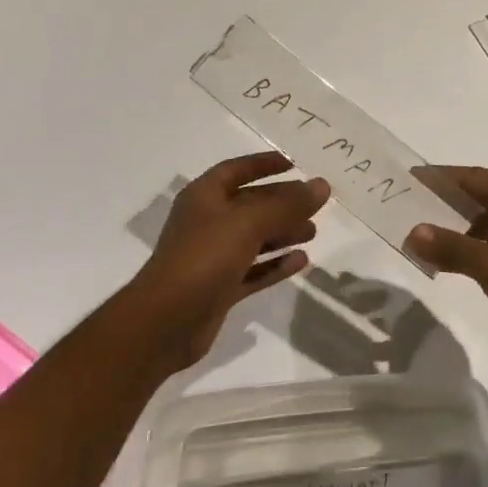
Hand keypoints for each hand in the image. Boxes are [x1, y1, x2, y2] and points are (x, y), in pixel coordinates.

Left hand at [126, 151, 328, 367]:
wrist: (165, 322)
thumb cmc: (204, 258)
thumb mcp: (248, 223)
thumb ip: (287, 204)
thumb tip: (322, 185)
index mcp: (204, 197)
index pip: (236, 170)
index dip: (263, 164)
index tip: (294, 165)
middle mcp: (207, 222)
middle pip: (249, 205)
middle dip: (281, 203)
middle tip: (315, 204)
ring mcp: (212, 257)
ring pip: (253, 239)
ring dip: (282, 233)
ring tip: (313, 233)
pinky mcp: (219, 288)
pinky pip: (253, 270)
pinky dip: (275, 265)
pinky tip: (300, 262)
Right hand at [405, 166, 487, 371]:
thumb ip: (451, 248)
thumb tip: (412, 232)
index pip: (469, 177)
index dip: (437, 178)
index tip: (405, 180)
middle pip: (477, 195)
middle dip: (442, 203)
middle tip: (404, 209)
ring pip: (486, 220)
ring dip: (456, 228)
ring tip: (420, 237)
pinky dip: (473, 246)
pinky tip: (451, 262)